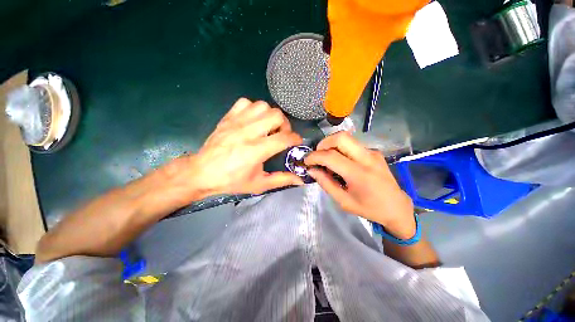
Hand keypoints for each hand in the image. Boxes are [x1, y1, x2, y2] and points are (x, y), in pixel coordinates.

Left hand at [162, 98, 303, 205]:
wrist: (201, 173)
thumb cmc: (231, 181)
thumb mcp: (259, 184)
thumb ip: (281, 180)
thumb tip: (300, 180)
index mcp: (256, 151)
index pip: (284, 138)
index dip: (295, 138)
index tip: (297, 142)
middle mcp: (247, 132)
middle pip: (276, 115)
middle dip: (284, 125)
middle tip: (281, 135)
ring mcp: (236, 122)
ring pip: (262, 106)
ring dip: (270, 116)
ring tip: (268, 127)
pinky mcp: (228, 117)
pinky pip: (245, 102)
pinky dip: (254, 109)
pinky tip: (253, 121)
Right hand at [304, 131, 415, 238]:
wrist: (397, 207)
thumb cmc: (370, 208)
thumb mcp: (343, 201)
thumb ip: (326, 183)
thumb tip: (312, 170)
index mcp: (359, 174)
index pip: (331, 156)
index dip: (314, 156)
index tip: (306, 161)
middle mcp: (367, 158)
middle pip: (340, 137)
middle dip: (323, 143)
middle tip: (317, 155)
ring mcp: (372, 152)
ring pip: (346, 138)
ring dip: (331, 145)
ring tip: (326, 159)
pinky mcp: (373, 152)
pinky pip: (352, 145)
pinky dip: (340, 149)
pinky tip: (340, 162)